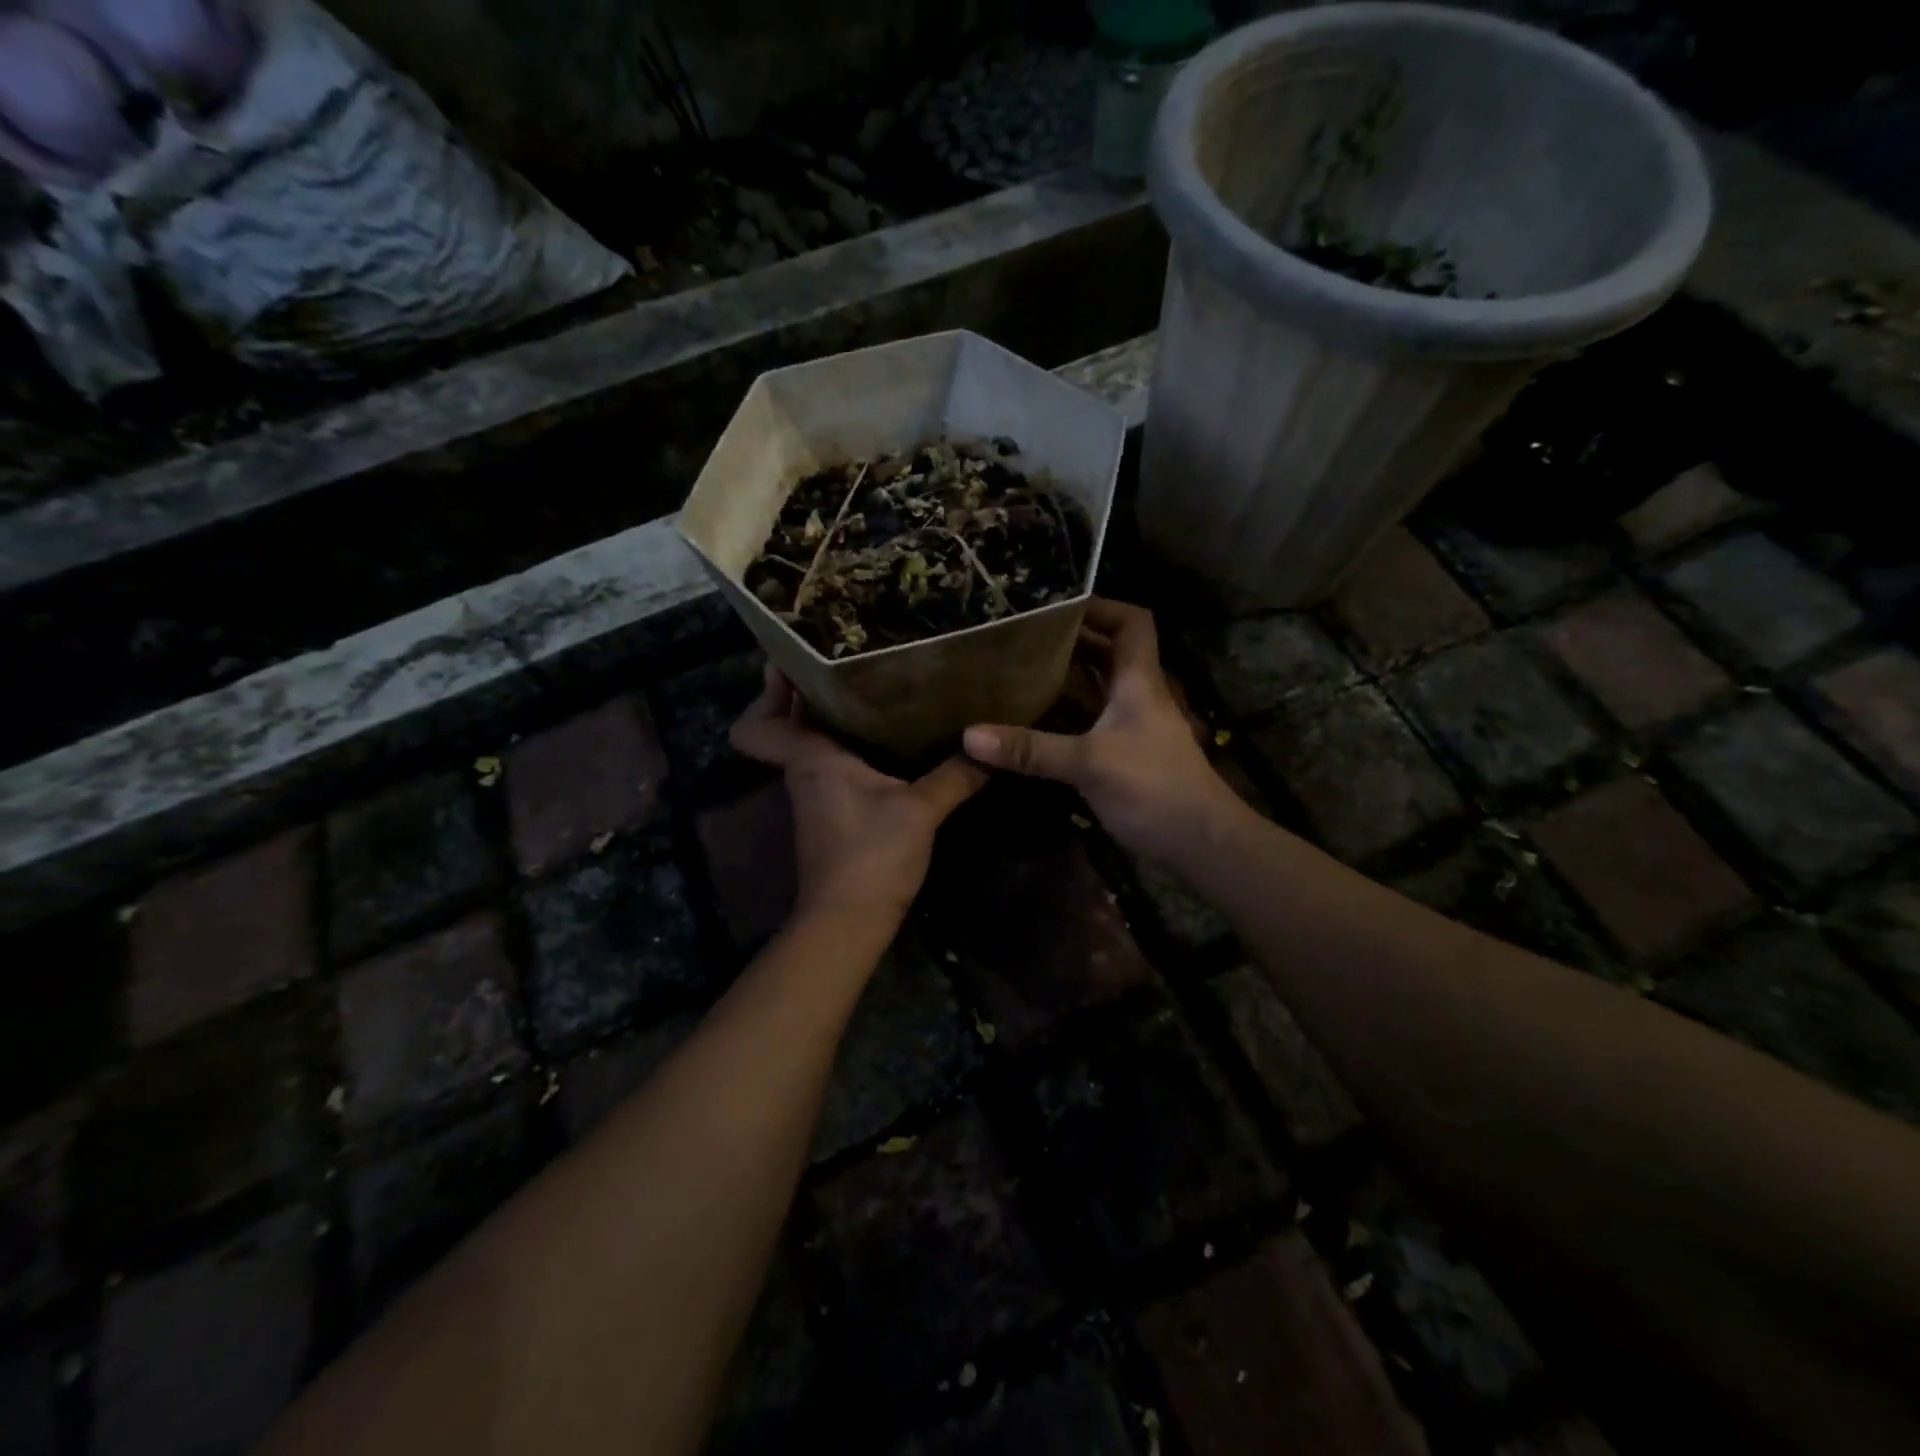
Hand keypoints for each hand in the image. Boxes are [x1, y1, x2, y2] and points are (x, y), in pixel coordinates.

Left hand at [731, 668, 987, 924]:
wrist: (849, 921)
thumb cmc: (872, 855)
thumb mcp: (920, 810)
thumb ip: (955, 775)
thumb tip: (989, 745)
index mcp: (812, 760)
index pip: (759, 724)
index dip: (765, 694)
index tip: (791, 661)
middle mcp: (804, 772)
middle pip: (786, 726)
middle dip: (804, 693)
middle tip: (842, 657)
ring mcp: (814, 796)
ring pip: (809, 745)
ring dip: (827, 719)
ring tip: (868, 686)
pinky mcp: (831, 815)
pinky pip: (829, 765)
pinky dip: (845, 747)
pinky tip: (883, 738)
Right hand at [963, 598, 1240, 861]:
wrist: (1200, 844)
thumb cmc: (1154, 788)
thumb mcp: (1089, 763)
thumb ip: (1031, 750)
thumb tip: (970, 736)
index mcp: (1138, 681)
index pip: (1131, 622)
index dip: (1100, 607)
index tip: (1055, 607)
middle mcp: (1137, 697)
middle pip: (1107, 653)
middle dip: (1069, 642)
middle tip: (1021, 640)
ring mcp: (1132, 728)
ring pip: (1097, 690)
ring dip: (1064, 680)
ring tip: (1018, 673)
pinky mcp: (1125, 757)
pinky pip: (1090, 724)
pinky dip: (1064, 718)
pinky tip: (1032, 724)